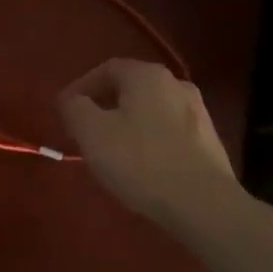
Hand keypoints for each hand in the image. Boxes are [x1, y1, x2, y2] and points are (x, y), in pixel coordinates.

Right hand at [58, 59, 237, 227]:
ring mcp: (198, 111)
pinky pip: (168, 131)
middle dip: (104, 106)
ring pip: (150, 110)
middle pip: (131, 88)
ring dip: (127, 123)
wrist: (203, 202)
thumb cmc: (140, 161)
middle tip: (84, 131)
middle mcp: (176, 83)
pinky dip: (148, 140)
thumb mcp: (92, 133)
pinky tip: (141, 165)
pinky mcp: (208, 140)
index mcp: (147, 75)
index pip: (106, 69)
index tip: (64, 111)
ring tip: (110, 150)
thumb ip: (74, 108)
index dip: (81, 87)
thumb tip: (70, 99)